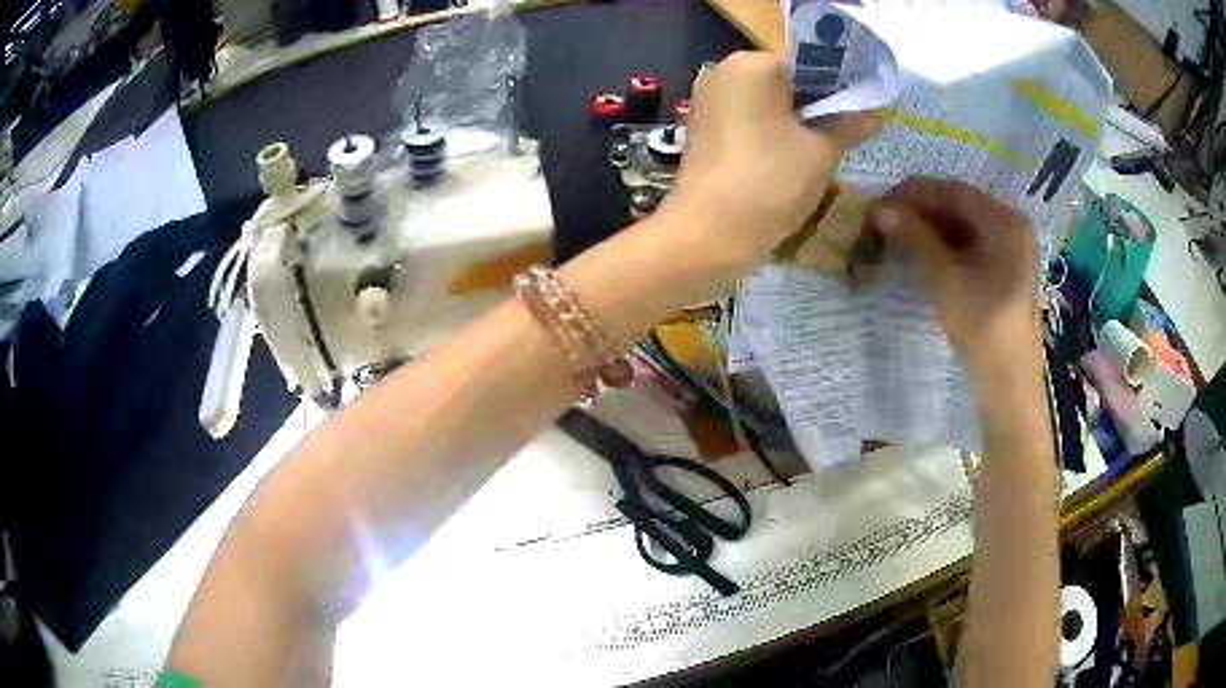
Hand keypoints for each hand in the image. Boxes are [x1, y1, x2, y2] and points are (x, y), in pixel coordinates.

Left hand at [667, 52, 877, 260]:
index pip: (808, 63)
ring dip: (795, 122)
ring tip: (825, 148)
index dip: (840, 85)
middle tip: (849, 131)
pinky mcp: (701, 129)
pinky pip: (746, 121)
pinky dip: (770, 133)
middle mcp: (722, 72)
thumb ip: (848, 126)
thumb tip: (872, 114)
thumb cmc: (771, 181)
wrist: (709, 233)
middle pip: (784, 81)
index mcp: (752, 64)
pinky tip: (792, 158)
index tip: (863, 108)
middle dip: (817, 105)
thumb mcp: (821, 152)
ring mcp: (707, 101)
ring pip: (765, 103)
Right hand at [869, 178, 1039, 361]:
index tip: (880, 203)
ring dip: (928, 229)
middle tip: (883, 222)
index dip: (914, 193)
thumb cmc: (983, 326)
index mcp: (1005, 221)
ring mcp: (1008, 251)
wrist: (1007, 383)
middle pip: (959, 207)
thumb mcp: (946, 279)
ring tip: (895, 238)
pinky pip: (968, 247)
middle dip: (920, 211)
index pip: (953, 191)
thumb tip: (879, 209)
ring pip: (961, 227)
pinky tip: (918, 254)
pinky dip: (942, 247)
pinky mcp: (1001, 271)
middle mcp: (1010, 227)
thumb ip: (915, 238)